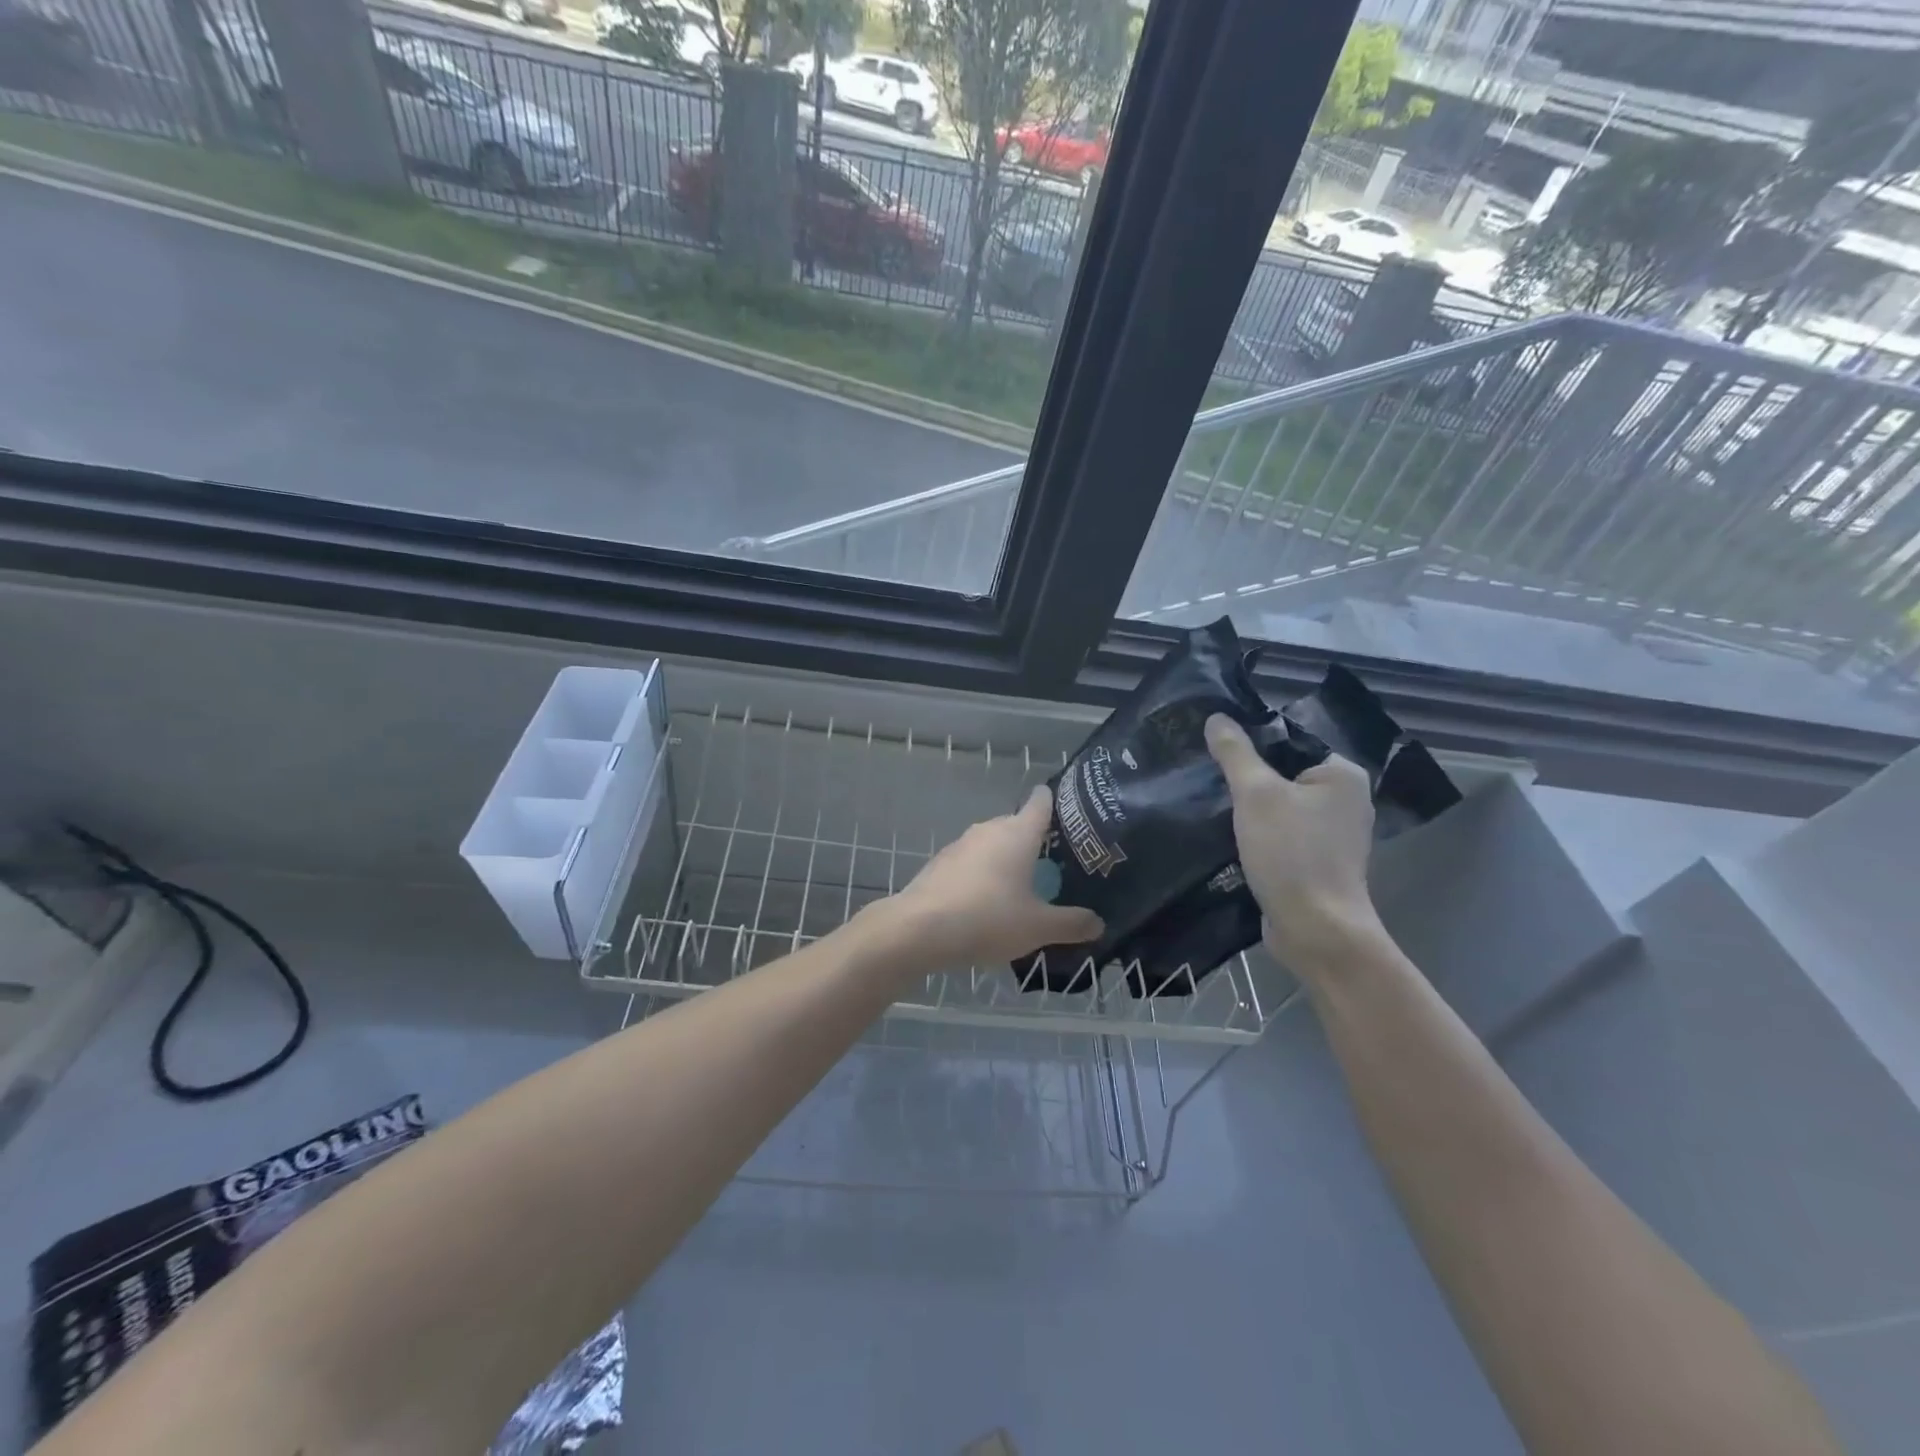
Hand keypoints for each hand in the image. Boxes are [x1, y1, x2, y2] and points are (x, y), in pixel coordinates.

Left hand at [880, 787, 1103, 969]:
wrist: (918, 930)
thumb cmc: (987, 919)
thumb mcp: (1037, 927)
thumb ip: (1071, 923)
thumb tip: (1098, 923)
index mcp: (1017, 833)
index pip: (1040, 802)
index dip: (1054, 802)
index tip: (1068, 810)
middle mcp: (988, 830)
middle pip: (1016, 825)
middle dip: (1033, 842)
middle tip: (1054, 864)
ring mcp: (960, 845)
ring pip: (991, 845)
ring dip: (1005, 861)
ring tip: (1022, 887)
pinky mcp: (939, 865)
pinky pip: (970, 864)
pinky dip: (982, 876)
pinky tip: (987, 904)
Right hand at [1204, 715, 1385, 977]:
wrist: (1315, 931)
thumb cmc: (1291, 854)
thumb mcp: (1256, 795)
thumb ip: (1235, 753)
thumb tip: (1216, 718)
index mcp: (1342, 775)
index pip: (1289, 741)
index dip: (1250, 744)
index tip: (1213, 751)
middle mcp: (1344, 801)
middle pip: (1283, 775)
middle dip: (1247, 780)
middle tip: (1206, 778)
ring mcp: (1332, 835)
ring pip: (1279, 808)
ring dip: (1249, 810)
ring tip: (1210, 805)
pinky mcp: (1316, 863)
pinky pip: (1280, 835)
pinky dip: (1257, 835)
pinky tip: (1228, 837)